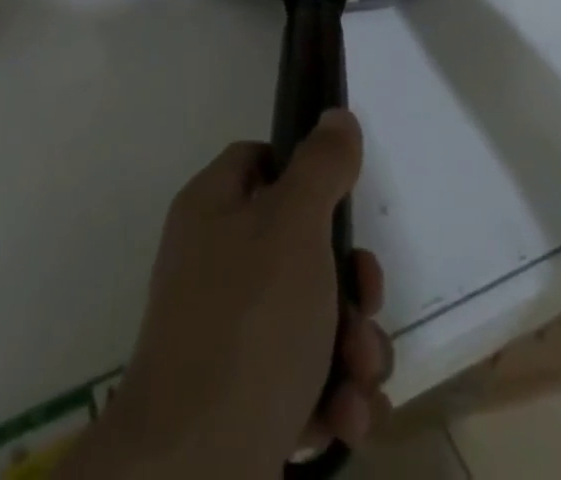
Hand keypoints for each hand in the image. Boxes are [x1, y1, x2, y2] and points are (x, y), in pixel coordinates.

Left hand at [61, 111, 390, 478]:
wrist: (194, 470)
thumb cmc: (248, 322)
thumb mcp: (294, 226)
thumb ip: (321, 167)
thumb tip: (336, 116)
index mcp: (213, 210)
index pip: (259, 160)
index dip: (303, 171)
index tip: (341, 200)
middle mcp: (216, 264)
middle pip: (299, 245)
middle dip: (350, 281)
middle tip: (366, 302)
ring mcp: (230, 334)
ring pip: (313, 316)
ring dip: (354, 345)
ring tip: (361, 374)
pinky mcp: (247, 398)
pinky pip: (305, 377)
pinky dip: (334, 394)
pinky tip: (345, 418)